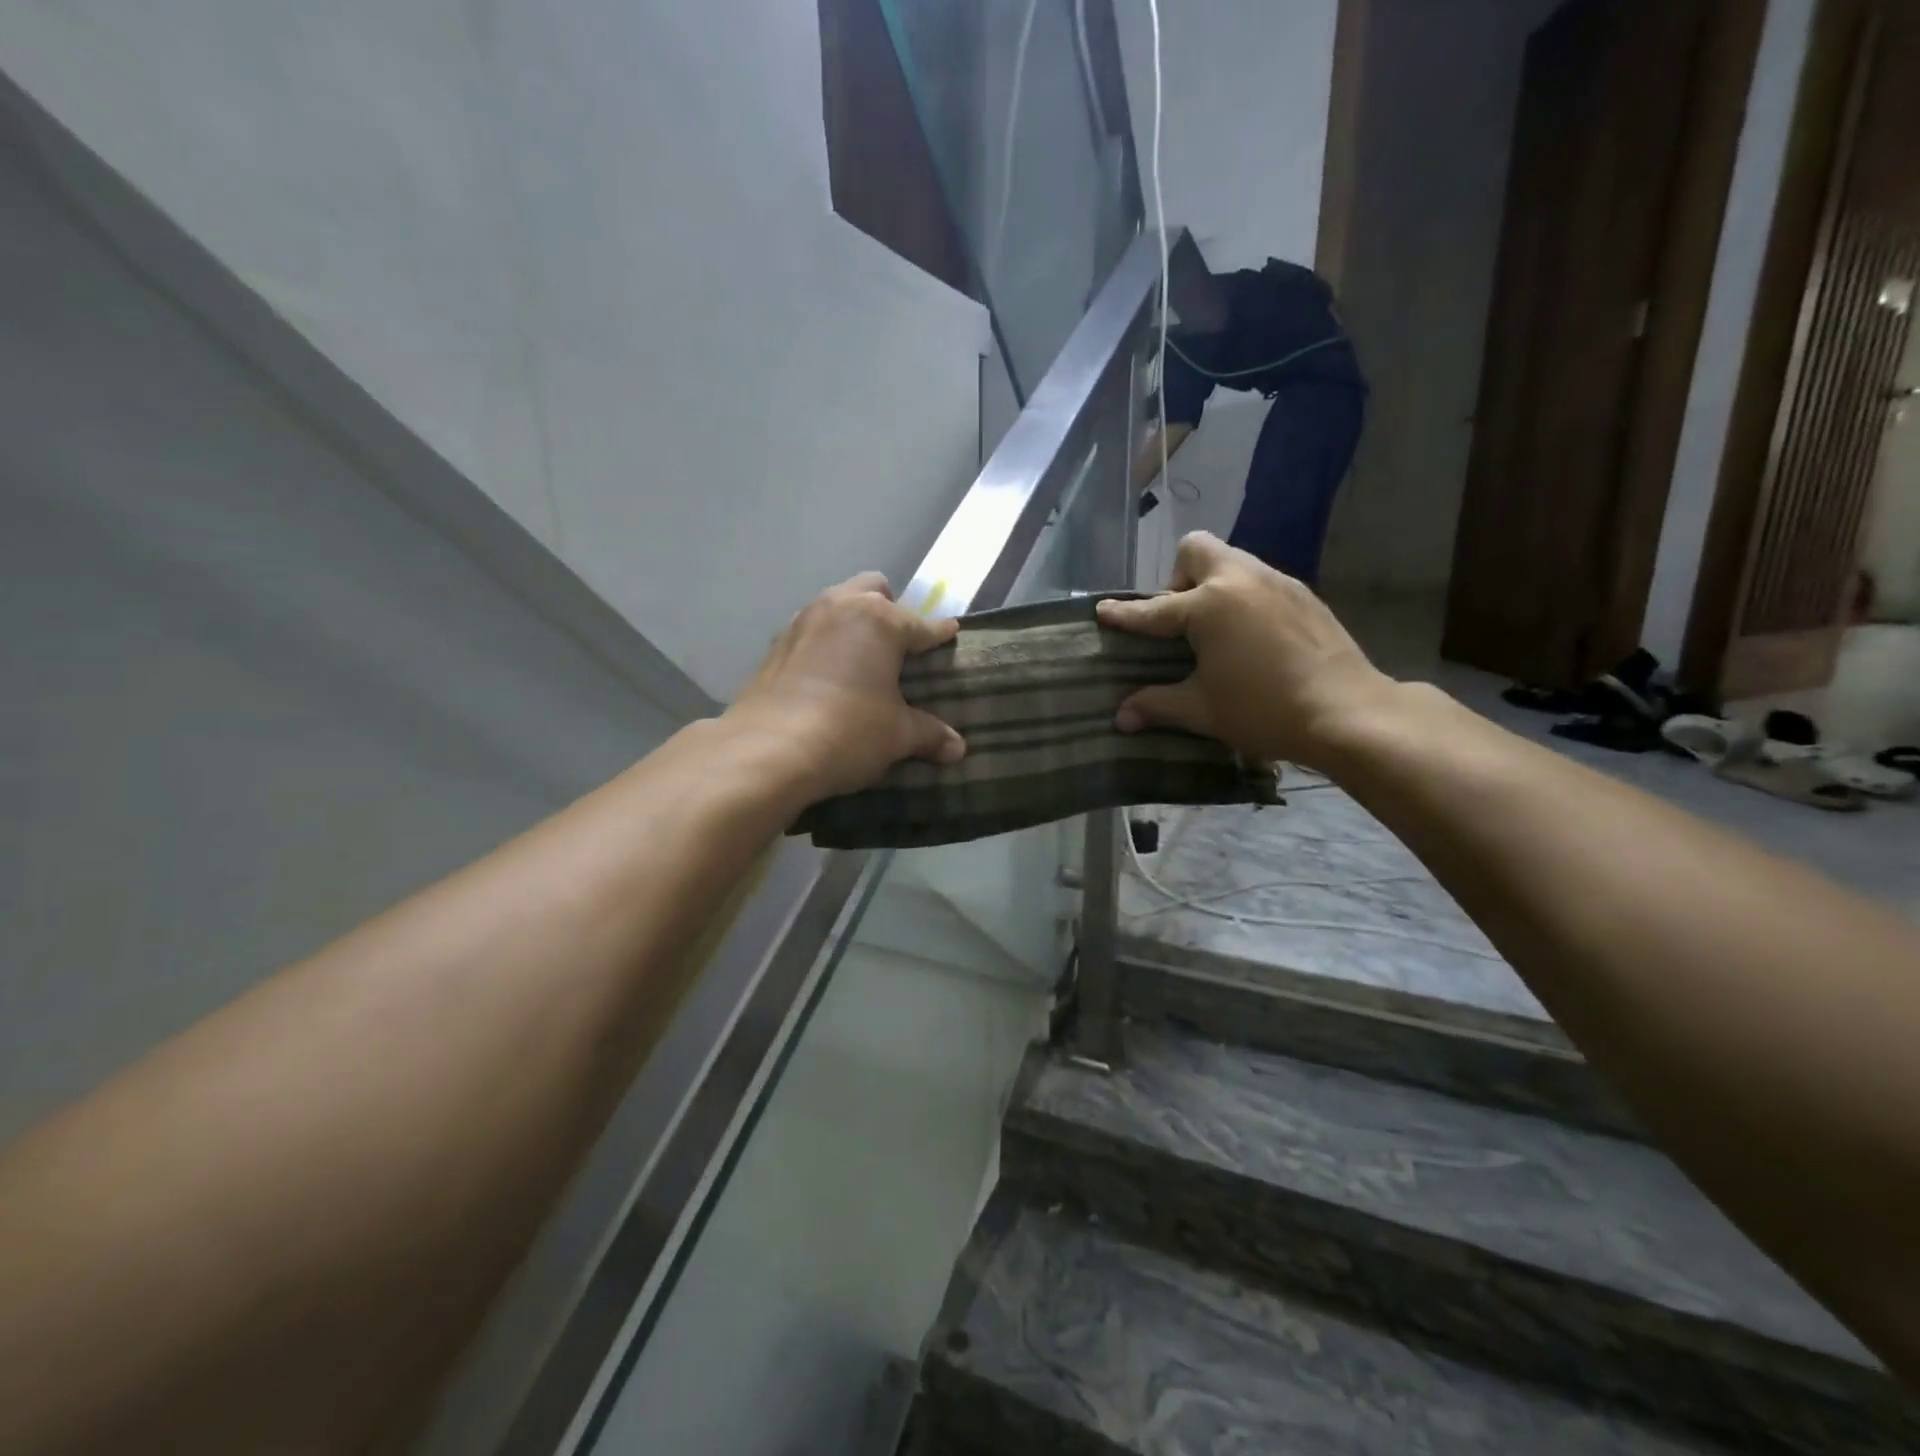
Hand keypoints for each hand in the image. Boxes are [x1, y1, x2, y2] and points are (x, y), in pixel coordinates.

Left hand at [726, 573, 965, 800]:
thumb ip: (929, 734)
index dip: (939, 633)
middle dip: (890, 609)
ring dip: (852, 621)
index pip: (921, 624)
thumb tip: (957, 749)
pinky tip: (826, 673)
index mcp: (880, 620)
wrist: (768, 750)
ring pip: (836, 603)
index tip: (950, 633)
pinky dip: (824, 642)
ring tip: (861, 656)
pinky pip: (810, 630)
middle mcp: (840, 607)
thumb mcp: (897, 735)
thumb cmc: (849, 731)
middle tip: (898, 645)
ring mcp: (802, 621)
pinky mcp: (775, 644)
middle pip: (872, 589)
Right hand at [1095, 533, 1396, 769]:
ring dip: (1212, 584)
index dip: (1125, 614)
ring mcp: (1277, 582)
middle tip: (1181, 620)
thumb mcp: (1202, 710)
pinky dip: (1243, 597)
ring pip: (1232, 560)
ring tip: (1215, 629)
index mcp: (1209, 605)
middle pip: (1196, 549)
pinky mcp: (1303, 594)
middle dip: (1177, 577)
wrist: (1348, 712)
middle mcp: (1240, 580)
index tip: (1103, 610)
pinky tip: (1251, 635)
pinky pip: (1259, 580)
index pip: (1153, 609)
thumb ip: (1157, 705)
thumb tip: (1120, 718)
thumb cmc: (1265, 710)